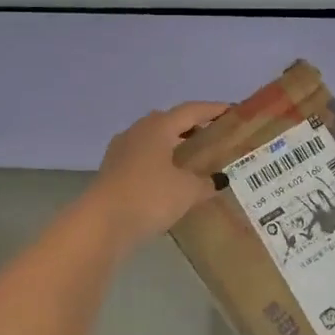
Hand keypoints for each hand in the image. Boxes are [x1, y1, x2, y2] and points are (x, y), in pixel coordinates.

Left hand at [84, 102, 228, 247]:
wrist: (102, 224)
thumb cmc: (149, 197)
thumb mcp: (187, 191)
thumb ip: (205, 182)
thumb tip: (218, 180)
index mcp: (158, 127)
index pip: (191, 110)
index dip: (214, 110)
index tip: (233, 111)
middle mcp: (138, 131)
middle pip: (170, 122)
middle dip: (193, 127)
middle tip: (215, 138)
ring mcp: (121, 150)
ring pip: (155, 140)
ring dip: (175, 146)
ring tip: (196, 160)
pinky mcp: (113, 170)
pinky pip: (144, 158)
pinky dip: (161, 162)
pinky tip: (172, 180)